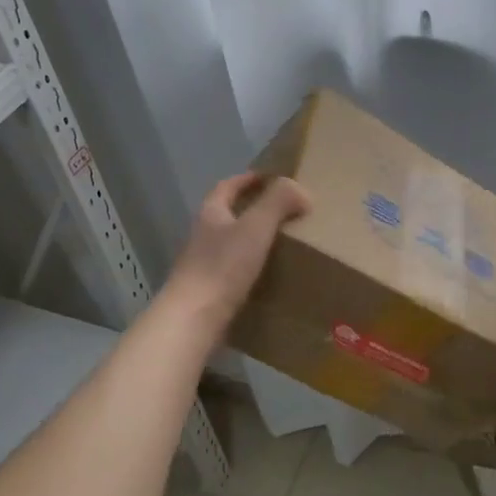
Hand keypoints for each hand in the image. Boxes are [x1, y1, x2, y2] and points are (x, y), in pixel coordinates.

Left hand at [163, 173, 311, 332]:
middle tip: (284, 211)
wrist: (194, 317)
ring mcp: (203, 263)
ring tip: (282, 242)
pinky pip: (234, 269)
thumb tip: (301, 190)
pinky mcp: (209, 289)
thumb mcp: (256, 226)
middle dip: (253, 208)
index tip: (271, 177)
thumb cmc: (223, 266)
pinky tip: (269, 275)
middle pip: (228, 213)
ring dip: (253, 239)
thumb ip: (278, 202)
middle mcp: (203, 234)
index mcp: (211, 213)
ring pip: (231, 242)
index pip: (228, 186)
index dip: (248, 179)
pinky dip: (251, 266)